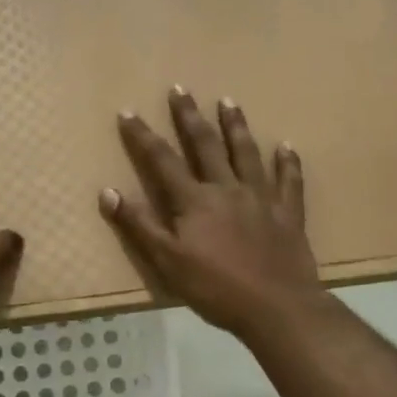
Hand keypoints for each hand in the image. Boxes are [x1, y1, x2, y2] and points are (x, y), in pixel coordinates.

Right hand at [99, 88, 323, 338]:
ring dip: (236, 126)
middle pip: (206, 145)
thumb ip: (139, 225)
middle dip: (190, 116)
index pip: (162, 160)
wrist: (277, 308)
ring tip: (229, 101)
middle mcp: (226, 189)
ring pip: (246, 153)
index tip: (129, 111)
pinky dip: (287, 163)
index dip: (143, 136)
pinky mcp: (288, 213)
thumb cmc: (216, 288)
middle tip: (181, 88)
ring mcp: (260, 198)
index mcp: (194, 200)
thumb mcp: (167, 261)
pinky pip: (288, 182)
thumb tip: (107, 192)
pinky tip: (287, 146)